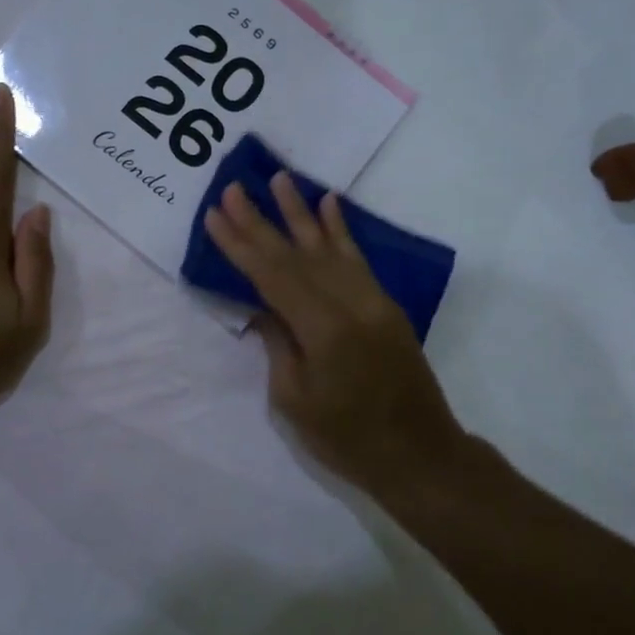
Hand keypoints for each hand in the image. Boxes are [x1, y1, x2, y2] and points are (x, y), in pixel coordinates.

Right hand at [204, 173, 463, 496]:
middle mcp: (350, 304)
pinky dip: (341, 230)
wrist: (420, 455)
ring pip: (329, 247)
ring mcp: (372, 301)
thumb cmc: (348, 440)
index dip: (241, 245)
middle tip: (232, 188)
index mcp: (323, 330)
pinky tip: (329, 205)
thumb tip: (263, 306)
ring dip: (300, 212)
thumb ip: (278, 343)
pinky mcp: (385, 305)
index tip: (214, 215)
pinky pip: (358, 259)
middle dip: (260, 221)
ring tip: (279, 178)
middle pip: (296, 255)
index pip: (272, 276)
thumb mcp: (294, 399)